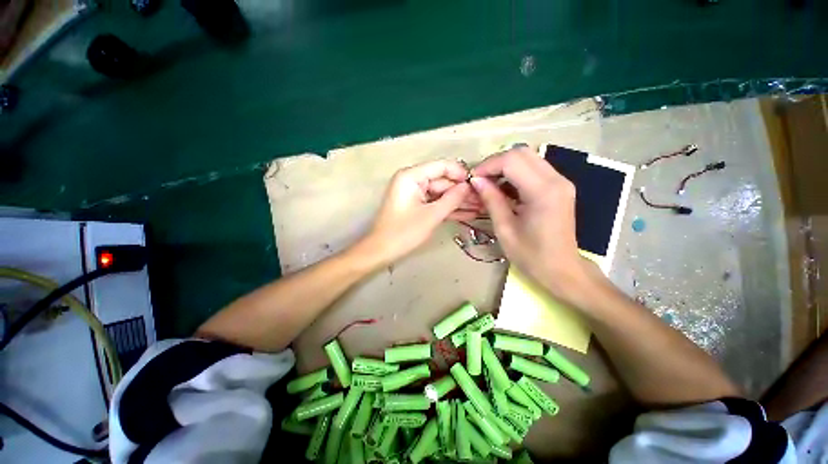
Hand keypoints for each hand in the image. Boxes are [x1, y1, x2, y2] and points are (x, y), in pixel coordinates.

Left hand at [362, 160, 476, 264]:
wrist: (382, 251)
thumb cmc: (404, 233)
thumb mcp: (431, 215)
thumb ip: (452, 199)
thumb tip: (469, 186)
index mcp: (411, 176)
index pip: (441, 166)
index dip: (461, 174)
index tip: (478, 184)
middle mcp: (412, 180)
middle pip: (443, 181)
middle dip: (462, 191)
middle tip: (483, 200)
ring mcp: (415, 193)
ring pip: (441, 193)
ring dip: (458, 201)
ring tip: (480, 208)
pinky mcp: (417, 205)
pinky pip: (435, 203)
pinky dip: (448, 209)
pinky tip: (467, 214)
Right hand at [470, 146, 600, 302]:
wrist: (562, 270)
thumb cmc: (531, 255)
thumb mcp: (504, 229)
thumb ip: (491, 200)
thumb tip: (476, 180)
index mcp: (543, 192)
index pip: (512, 161)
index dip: (488, 165)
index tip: (472, 179)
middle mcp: (557, 180)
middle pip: (521, 153)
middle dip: (496, 163)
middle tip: (480, 180)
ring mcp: (561, 182)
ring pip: (528, 158)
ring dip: (505, 167)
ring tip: (489, 184)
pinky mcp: (560, 187)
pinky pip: (534, 169)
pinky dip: (516, 173)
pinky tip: (504, 189)